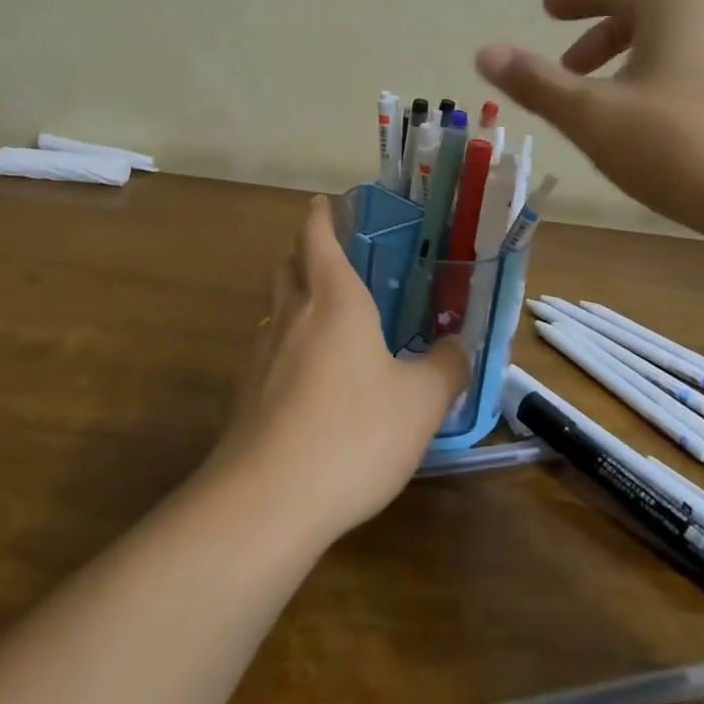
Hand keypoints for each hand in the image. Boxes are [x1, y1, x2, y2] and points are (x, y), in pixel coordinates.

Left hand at [209, 197, 467, 544]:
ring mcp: (261, 355)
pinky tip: (309, 383)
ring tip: (326, 322)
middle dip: (305, 253)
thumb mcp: (420, 403)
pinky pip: (268, 353)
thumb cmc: (353, 433)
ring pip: (275, 309)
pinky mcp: (244, 395)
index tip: (327, 202)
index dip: (321, 215)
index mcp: (334, 300)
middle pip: (288, 266)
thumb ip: (446, 368)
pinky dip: (286, 348)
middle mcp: (292, 316)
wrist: (266, 501)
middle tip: (334, 260)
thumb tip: (459, 346)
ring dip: (295, 301)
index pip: (317, 236)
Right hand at [475, 0, 703, 240]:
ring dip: (626, 64)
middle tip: (566, 69)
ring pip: (667, 47)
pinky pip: (689, 73)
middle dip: (597, 38)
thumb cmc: (678, 147)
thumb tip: (484, 51)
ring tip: (602, 104)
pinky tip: (647, 128)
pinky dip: (654, 84)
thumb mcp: (592, 115)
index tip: (547, 10)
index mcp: (672, 10)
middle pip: (642, 15)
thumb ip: (536, 82)